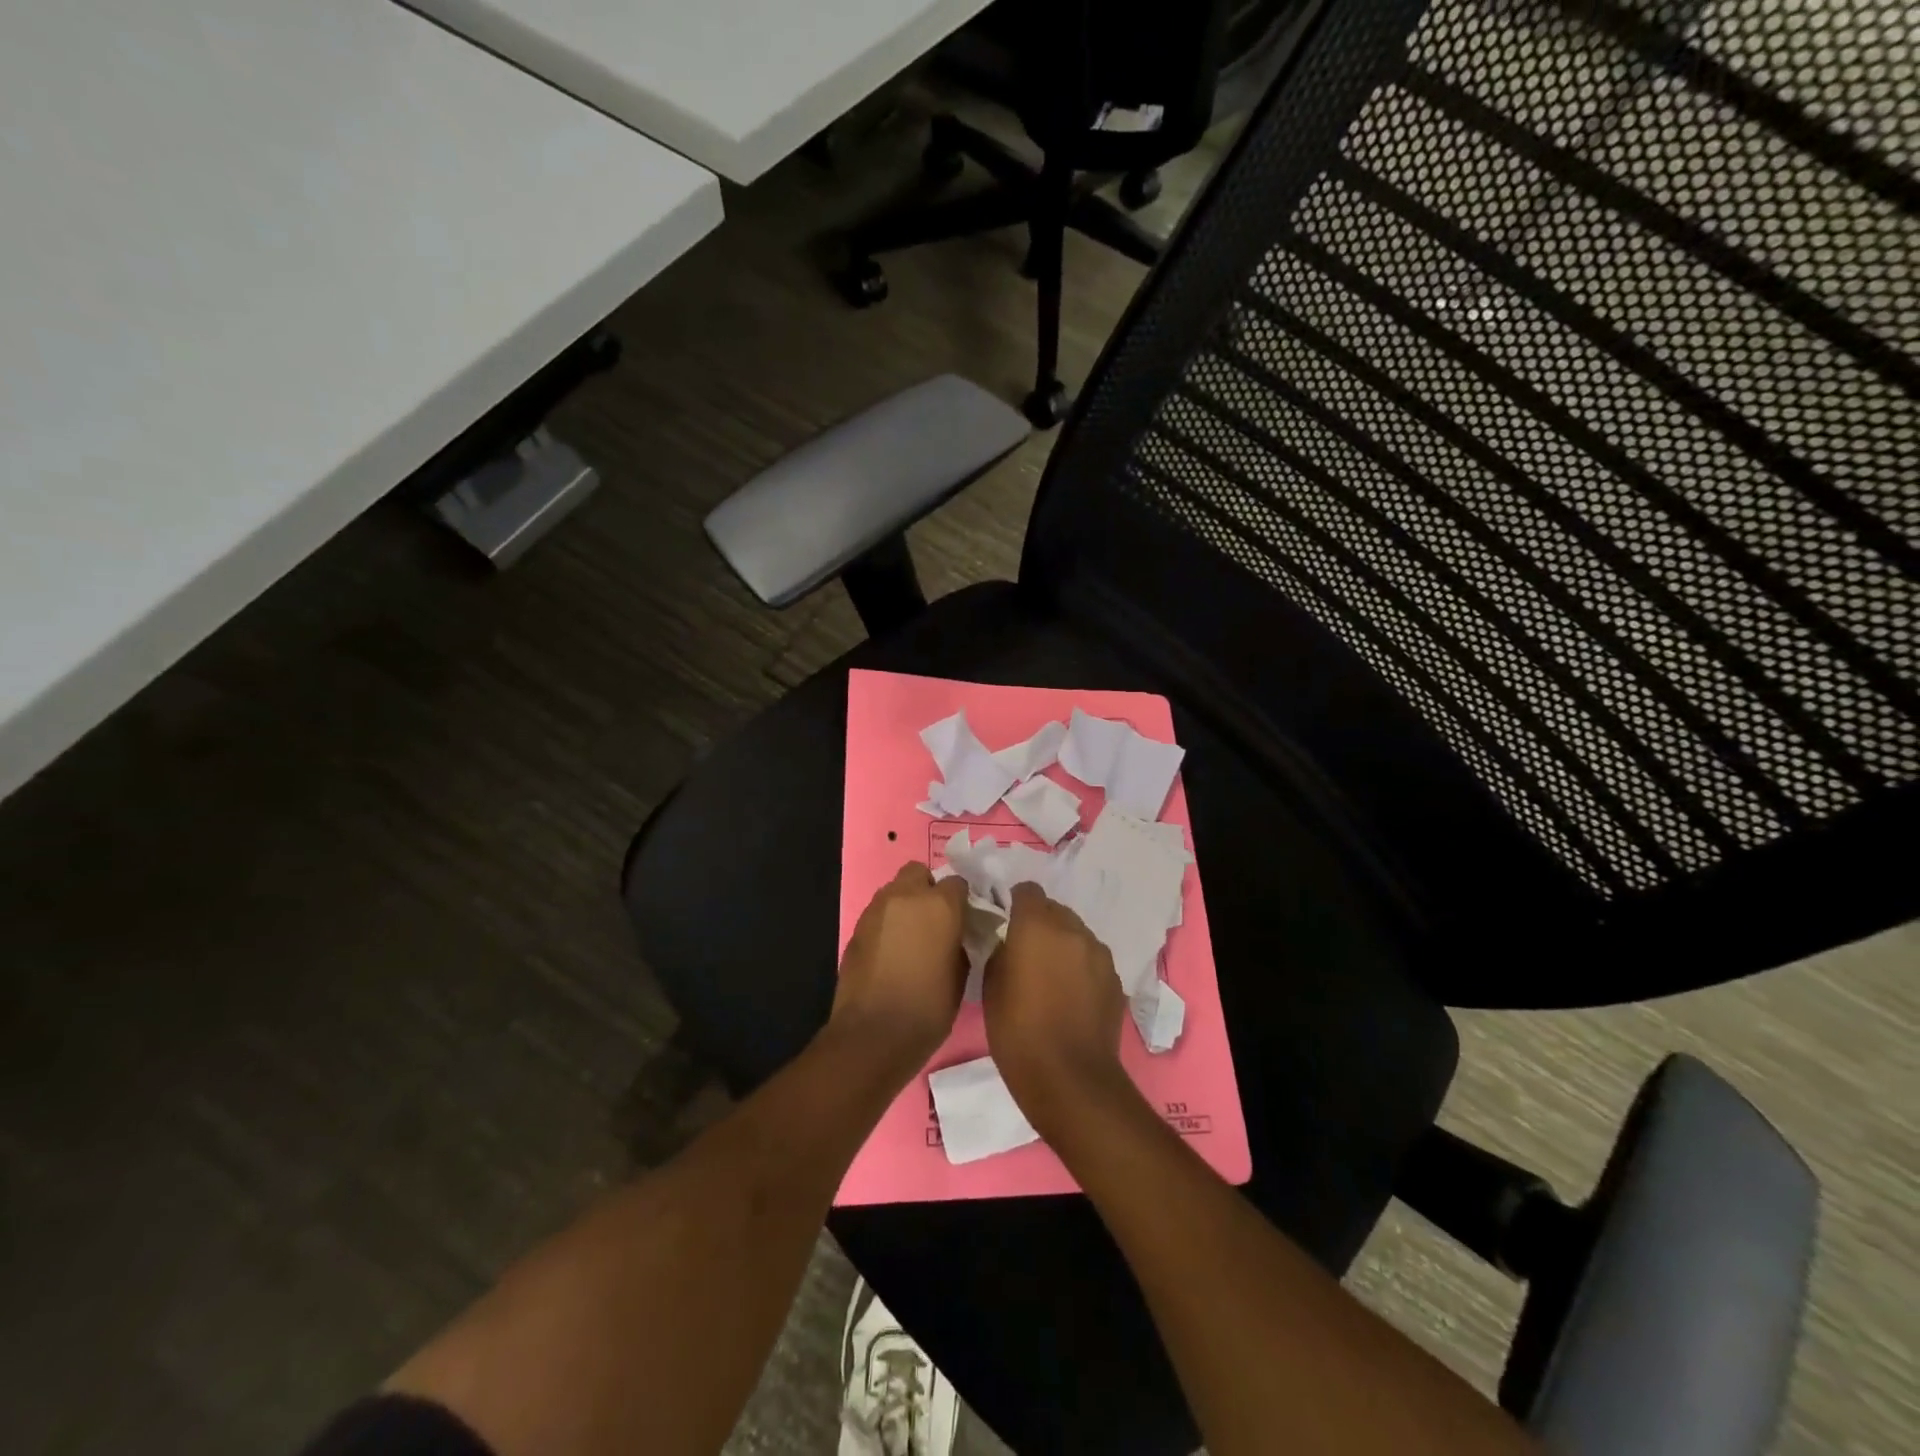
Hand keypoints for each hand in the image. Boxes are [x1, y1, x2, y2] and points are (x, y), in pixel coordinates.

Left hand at [830, 862, 969, 1069]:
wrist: (873, 1034)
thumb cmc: (928, 1008)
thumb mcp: (961, 975)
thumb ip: (961, 942)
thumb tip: (956, 935)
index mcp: (940, 905)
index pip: (957, 883)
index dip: (962, 900)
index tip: (964, 920)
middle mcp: (906, 897)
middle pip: (919, 873)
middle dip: (928, 889)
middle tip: (936, 920)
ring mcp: (877, 910)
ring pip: (895, 890)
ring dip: (905, 904)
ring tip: (912, 936)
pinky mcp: (857, 928)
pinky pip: (878, 913)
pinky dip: (887, 923)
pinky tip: (892, 951)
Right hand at [983, 883, 1130, 1138]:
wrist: (1070, 1079)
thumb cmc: (1018, 1032)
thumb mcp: (991, 986)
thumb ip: (1000, 951)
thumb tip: (1008, 942)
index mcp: (1037, 925)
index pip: (1027, 891)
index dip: (1015, 902)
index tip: (1005, 921)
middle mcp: (1073, 930)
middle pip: (1055, 910)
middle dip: (1040, 923)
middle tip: (1025, 952)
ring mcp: (1099, 954)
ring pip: (1076, 934)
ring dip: (1062, 944)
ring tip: (1050, 976)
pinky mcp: (1115, 979)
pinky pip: (1092, 959)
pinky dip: (1080, 967)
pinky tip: (1070, 996)